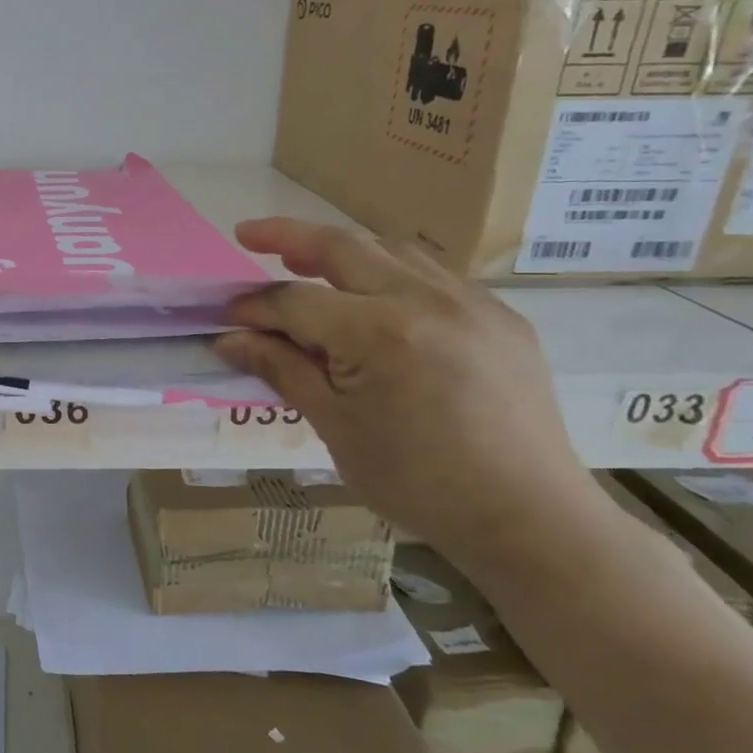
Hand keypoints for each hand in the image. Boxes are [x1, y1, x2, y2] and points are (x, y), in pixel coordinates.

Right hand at [215, 219, 597, 560]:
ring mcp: (472, 302)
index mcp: (379, 333)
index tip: (225, 316)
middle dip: (287, 236)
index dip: (254, 306)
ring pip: (392, 250)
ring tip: (309, 264)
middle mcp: (426, 299)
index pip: (296, 301)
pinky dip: (391, 274)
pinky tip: (377, 302)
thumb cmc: (416, 481)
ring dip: (343, 251)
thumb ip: (281, 369)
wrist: (527, 517)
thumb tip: (229, 339)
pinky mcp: (501, 316)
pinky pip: (434, 275)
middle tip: (248, 236)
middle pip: (342, 247)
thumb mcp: (334, 426)